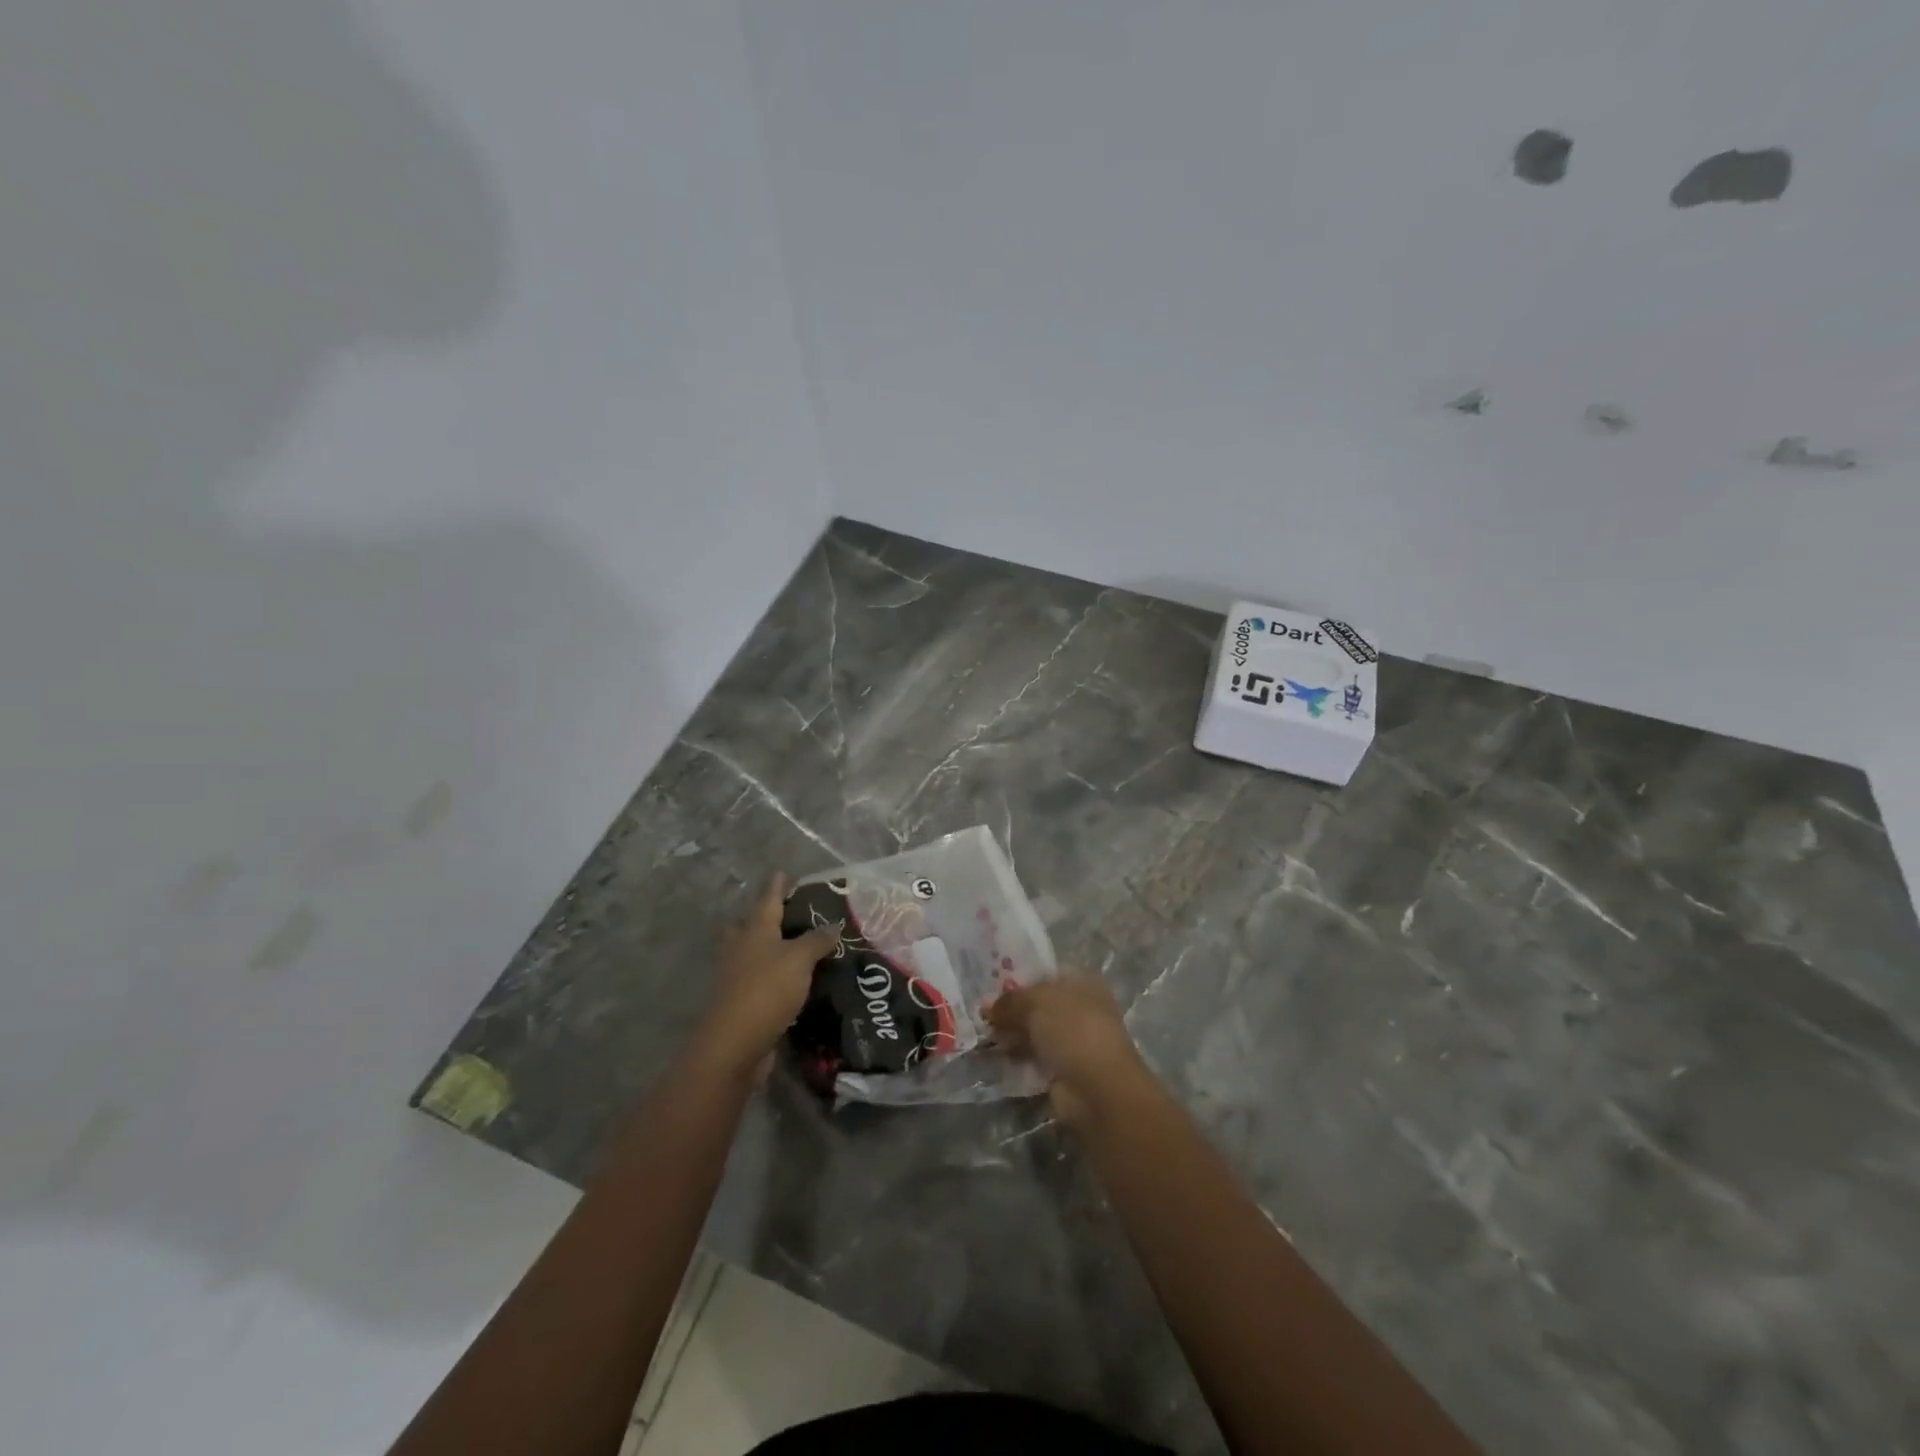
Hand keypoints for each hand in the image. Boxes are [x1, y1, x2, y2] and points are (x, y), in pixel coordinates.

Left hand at [696, 874, 838, 1078]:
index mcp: (755, 931)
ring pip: (750, 954)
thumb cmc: (767, 990)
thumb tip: (833, 924)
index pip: (768, 900)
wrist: (735, 1044)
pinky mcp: (740, 1004)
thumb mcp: (799, 959)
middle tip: (784, 914)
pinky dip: (771, 977)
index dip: (777, 887)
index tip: (783, 873)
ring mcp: (736, 978)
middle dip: (763, 918)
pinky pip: (757, 981)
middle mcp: (741, 949)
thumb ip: (817, 940)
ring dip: (766, 949)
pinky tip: (789, 982)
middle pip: (749, 926)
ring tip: (791, 948)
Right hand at [989, 974, 1155, 1129]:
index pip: (1045, 976)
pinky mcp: (1065, 1069)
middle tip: (982, 1015)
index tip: (991, 989)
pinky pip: (1035, 1058)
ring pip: (1035, 1032)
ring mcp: (1074, 1041)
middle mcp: (1081, 1009)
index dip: (1019, 981)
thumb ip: (1009, 1001)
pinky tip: (998, 1056)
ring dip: (1012, 1035)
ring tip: (986, 1036)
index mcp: (1082, 983)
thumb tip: (986, 1006)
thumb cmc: (1072, 1030)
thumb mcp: (1036, 1003)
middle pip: (1038, 1005)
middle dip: (1012, 1011)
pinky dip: (1019, 1057)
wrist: (1098, 1088)